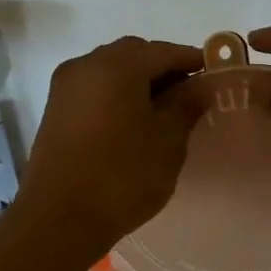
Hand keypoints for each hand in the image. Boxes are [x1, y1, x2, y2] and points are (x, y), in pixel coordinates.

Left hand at [14, 37, 204, 255]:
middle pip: (134, 54)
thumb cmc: (122, 176)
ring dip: (138, 81)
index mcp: (116, 65)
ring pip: (111, 70)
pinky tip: (133, 121)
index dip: (191, 60)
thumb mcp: (167, 141)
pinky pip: (94, 88)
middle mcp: (86, 65)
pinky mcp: (55, 110)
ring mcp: (65, 87)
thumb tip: (202, 84)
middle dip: (163, 68)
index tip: (214, 74)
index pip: (163, 51)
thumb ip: (186, 105)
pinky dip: (117, 94)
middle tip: (189, 94)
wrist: (58, 219)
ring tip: (163, 111)